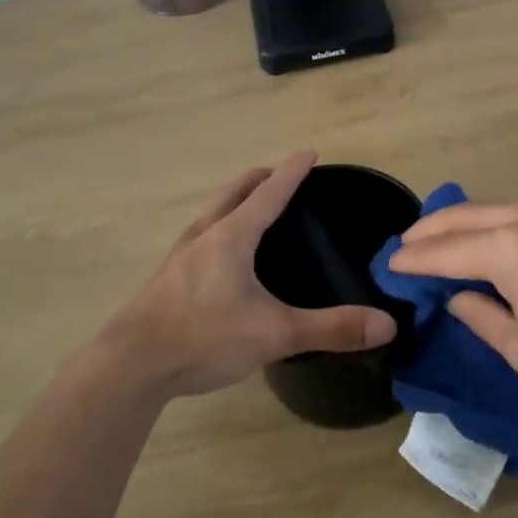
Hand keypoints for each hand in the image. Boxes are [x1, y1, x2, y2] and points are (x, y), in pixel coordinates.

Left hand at [96, 152, 396, 400]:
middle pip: (234, 193)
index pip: (270, 192)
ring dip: (235, 201)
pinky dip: (219, 227)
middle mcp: (205, 235)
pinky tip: (220, 256)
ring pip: (213, 213)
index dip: (293, 172)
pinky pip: (200, 236)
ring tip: (251, 208)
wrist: (131, 365)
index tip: (309, 153)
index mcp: (232, 236)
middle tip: (280, 176)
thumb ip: (330, 328)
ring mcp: (181, 255)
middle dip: (259, 179)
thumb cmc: (204, 337)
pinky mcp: (167, 277)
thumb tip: (387, 324)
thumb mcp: (275, 334)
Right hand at [388, 199, 517, 417]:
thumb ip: (481, 318)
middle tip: (402, 250)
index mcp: (511, 250)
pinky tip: (481, 243)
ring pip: (488, 209)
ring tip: (434, 245)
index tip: (388, 266)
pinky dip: (487, 224)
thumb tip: (455, 297)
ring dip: (457, 224)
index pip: (445, 251)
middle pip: (461, 216)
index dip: (412, 260)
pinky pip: (514, 212)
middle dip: (427, 231)